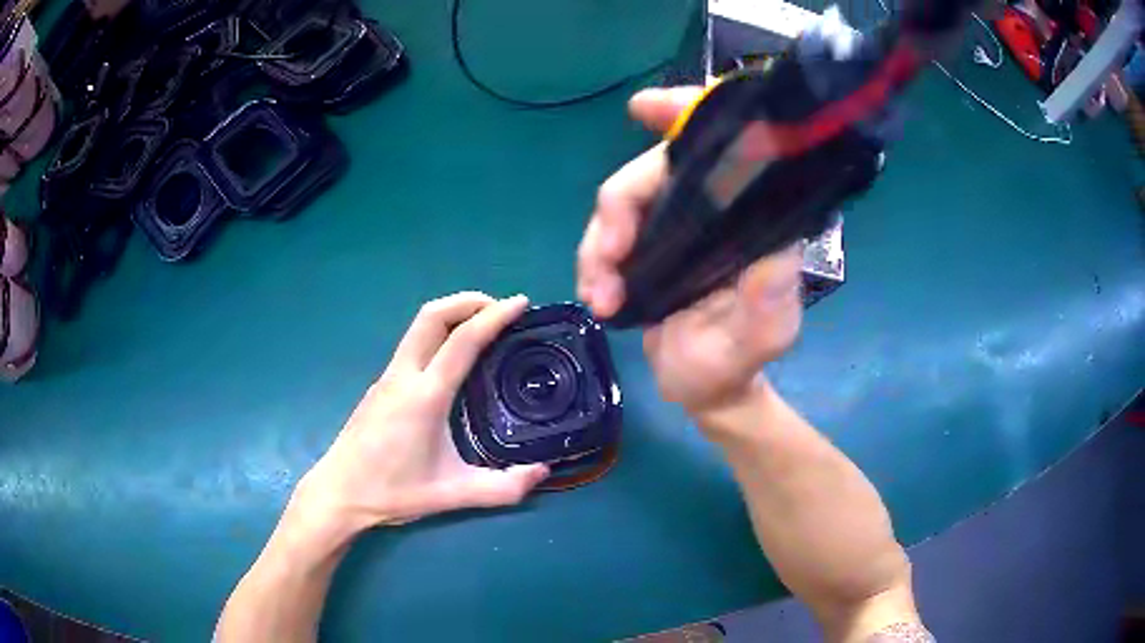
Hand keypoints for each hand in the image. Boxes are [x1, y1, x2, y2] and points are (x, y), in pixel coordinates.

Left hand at [292, 293, 548, 538]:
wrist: (339, 492)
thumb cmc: (392, 492)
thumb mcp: (451, 495)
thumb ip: (501, 488)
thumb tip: (543, 471)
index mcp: (424, 396)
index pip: (462, 340)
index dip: (494, 316)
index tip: (520, 303)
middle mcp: (404, 376)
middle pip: (433, 315)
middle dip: (469, 301)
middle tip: (501, 309)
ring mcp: (388, 377)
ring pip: (419, 326)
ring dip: (452, 314)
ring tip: (483, 327)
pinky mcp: (381, 385)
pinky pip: (413, 344)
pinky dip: (439, 334)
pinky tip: (452, 358)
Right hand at [577, 87, 804, 416]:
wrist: (703, 389)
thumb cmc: (737, 363)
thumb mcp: (764, 337)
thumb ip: (769, 301)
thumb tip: (774, 251)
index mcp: (747, 218)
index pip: (724, 148)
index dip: (686, 114)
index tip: (643, 108)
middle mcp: (711, 210)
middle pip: (652, 170)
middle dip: (619, 206)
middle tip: (608, 258)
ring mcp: (673, 226)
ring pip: (620, 201)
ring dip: (599, 244)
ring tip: (600, 297)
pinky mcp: (645, 247)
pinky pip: (605, 234)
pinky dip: (592, 261)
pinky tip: (595, 296)